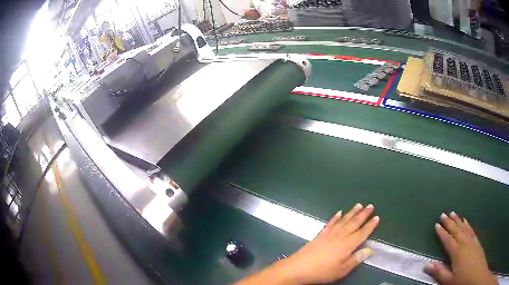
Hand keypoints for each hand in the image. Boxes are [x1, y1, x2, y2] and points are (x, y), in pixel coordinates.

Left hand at [281, 203, 379, 283]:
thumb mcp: (342, 270)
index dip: (370, 225)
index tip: (377, 217)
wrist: (299, 267)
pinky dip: (335, 217)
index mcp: (348, 245)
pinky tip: (339, 213)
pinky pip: (330, 223)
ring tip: (359, 205)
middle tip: (370, 206)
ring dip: (352, 212)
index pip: (362, 233)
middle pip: (354, 223)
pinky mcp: (320, 234)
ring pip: (344, 220)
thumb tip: (370, 250)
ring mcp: (329, 234)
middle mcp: (340, 236)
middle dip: (363, 214)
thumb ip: (356, 259)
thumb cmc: (323, 271)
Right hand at [425, 212, 496, 284]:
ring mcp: (471, 240)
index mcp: (457, 252)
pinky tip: (465, 221)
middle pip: (456, 231)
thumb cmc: (462, 279)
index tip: (436, 224)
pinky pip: (471, 229)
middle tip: (443, 214)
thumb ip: (439, 272)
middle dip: (449, 222)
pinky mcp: (476, 241)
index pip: (447, 240)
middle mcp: (464, 243)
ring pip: (464, 228)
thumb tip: (427, 265)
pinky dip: (467, 224)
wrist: (477, 273)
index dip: (442, 233)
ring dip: (458, 220)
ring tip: (453, 213)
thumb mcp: (449, 280)